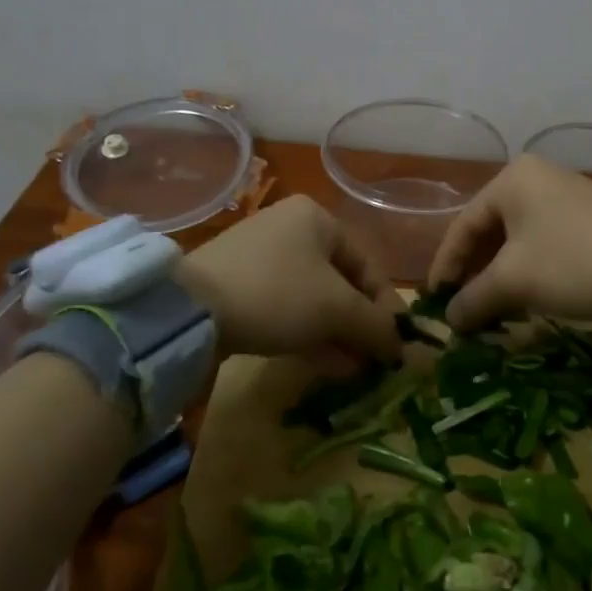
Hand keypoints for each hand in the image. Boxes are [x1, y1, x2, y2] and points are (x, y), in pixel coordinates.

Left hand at [176, 196, 403, 363]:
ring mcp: (260, 257)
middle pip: (340, 283)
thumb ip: (376, 326)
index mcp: (318, 219)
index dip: (387, 308)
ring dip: (336, 334)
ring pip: (312, 299)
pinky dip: (307, 333)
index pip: (367, 265)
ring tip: (353, 371)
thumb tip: (402, 348)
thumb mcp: (337, 309)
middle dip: (359, 325)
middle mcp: (290, 229)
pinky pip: (285, 308)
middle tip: (373, 361)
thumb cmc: (277, 293)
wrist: (189, 310)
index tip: (397, 345)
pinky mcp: (237, 285)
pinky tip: (324, 364)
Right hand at [427, 156, 591, 331]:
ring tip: (492, 309)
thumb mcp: (514, 282)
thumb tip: (450, 320)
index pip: (463, 226)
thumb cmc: (573, 264)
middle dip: (475, 273)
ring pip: (517, 238)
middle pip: (490, 230)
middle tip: (463, 308)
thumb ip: (473, 298)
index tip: (435, 301)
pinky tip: (526, 297)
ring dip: (500, 275)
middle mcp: (536, 177)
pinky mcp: (587, 214)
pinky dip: (528, 268)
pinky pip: (542, 240)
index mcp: (512, 179)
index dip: (445, 267)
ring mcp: (565, 193)